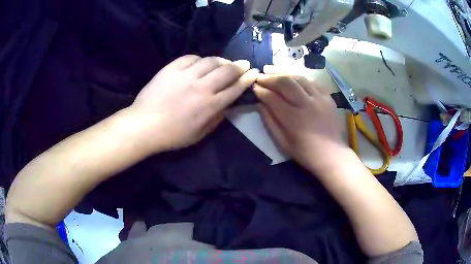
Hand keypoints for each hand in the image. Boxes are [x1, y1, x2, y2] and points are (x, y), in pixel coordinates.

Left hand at [128, 55, 257, 152]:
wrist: (145, 125)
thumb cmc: (173, 135)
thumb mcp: (200, 134)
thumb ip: (216, 119)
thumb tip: (226, 105)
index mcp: (211, 105)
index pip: (235, 88)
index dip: (247, 79)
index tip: (254, 72)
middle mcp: (202, 87)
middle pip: (227, 70)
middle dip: (240, 66)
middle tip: (244, 63)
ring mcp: (186, 75)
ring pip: (211, 61)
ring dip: (221, 60)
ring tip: (223, 62)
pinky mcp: (172, 68)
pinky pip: (190, 57)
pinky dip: (199, 59)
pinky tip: (200, 63)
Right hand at [254, 73, 345, 171]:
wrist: (332, 154)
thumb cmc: (305, 152)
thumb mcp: (283, 142)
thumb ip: (270, 122)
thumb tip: (259, 104)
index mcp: (294, 119)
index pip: (273, 98)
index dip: (261, 91)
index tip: (254, 87)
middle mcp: (307, 104)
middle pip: (285, 83)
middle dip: (270, 78)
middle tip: (260, 75)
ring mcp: (320, 98)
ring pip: (298, 78)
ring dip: (283, 72)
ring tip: (271, 70)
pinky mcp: (328, 97)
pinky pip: (311, 81)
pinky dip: (298, 77)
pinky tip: (290, 76)